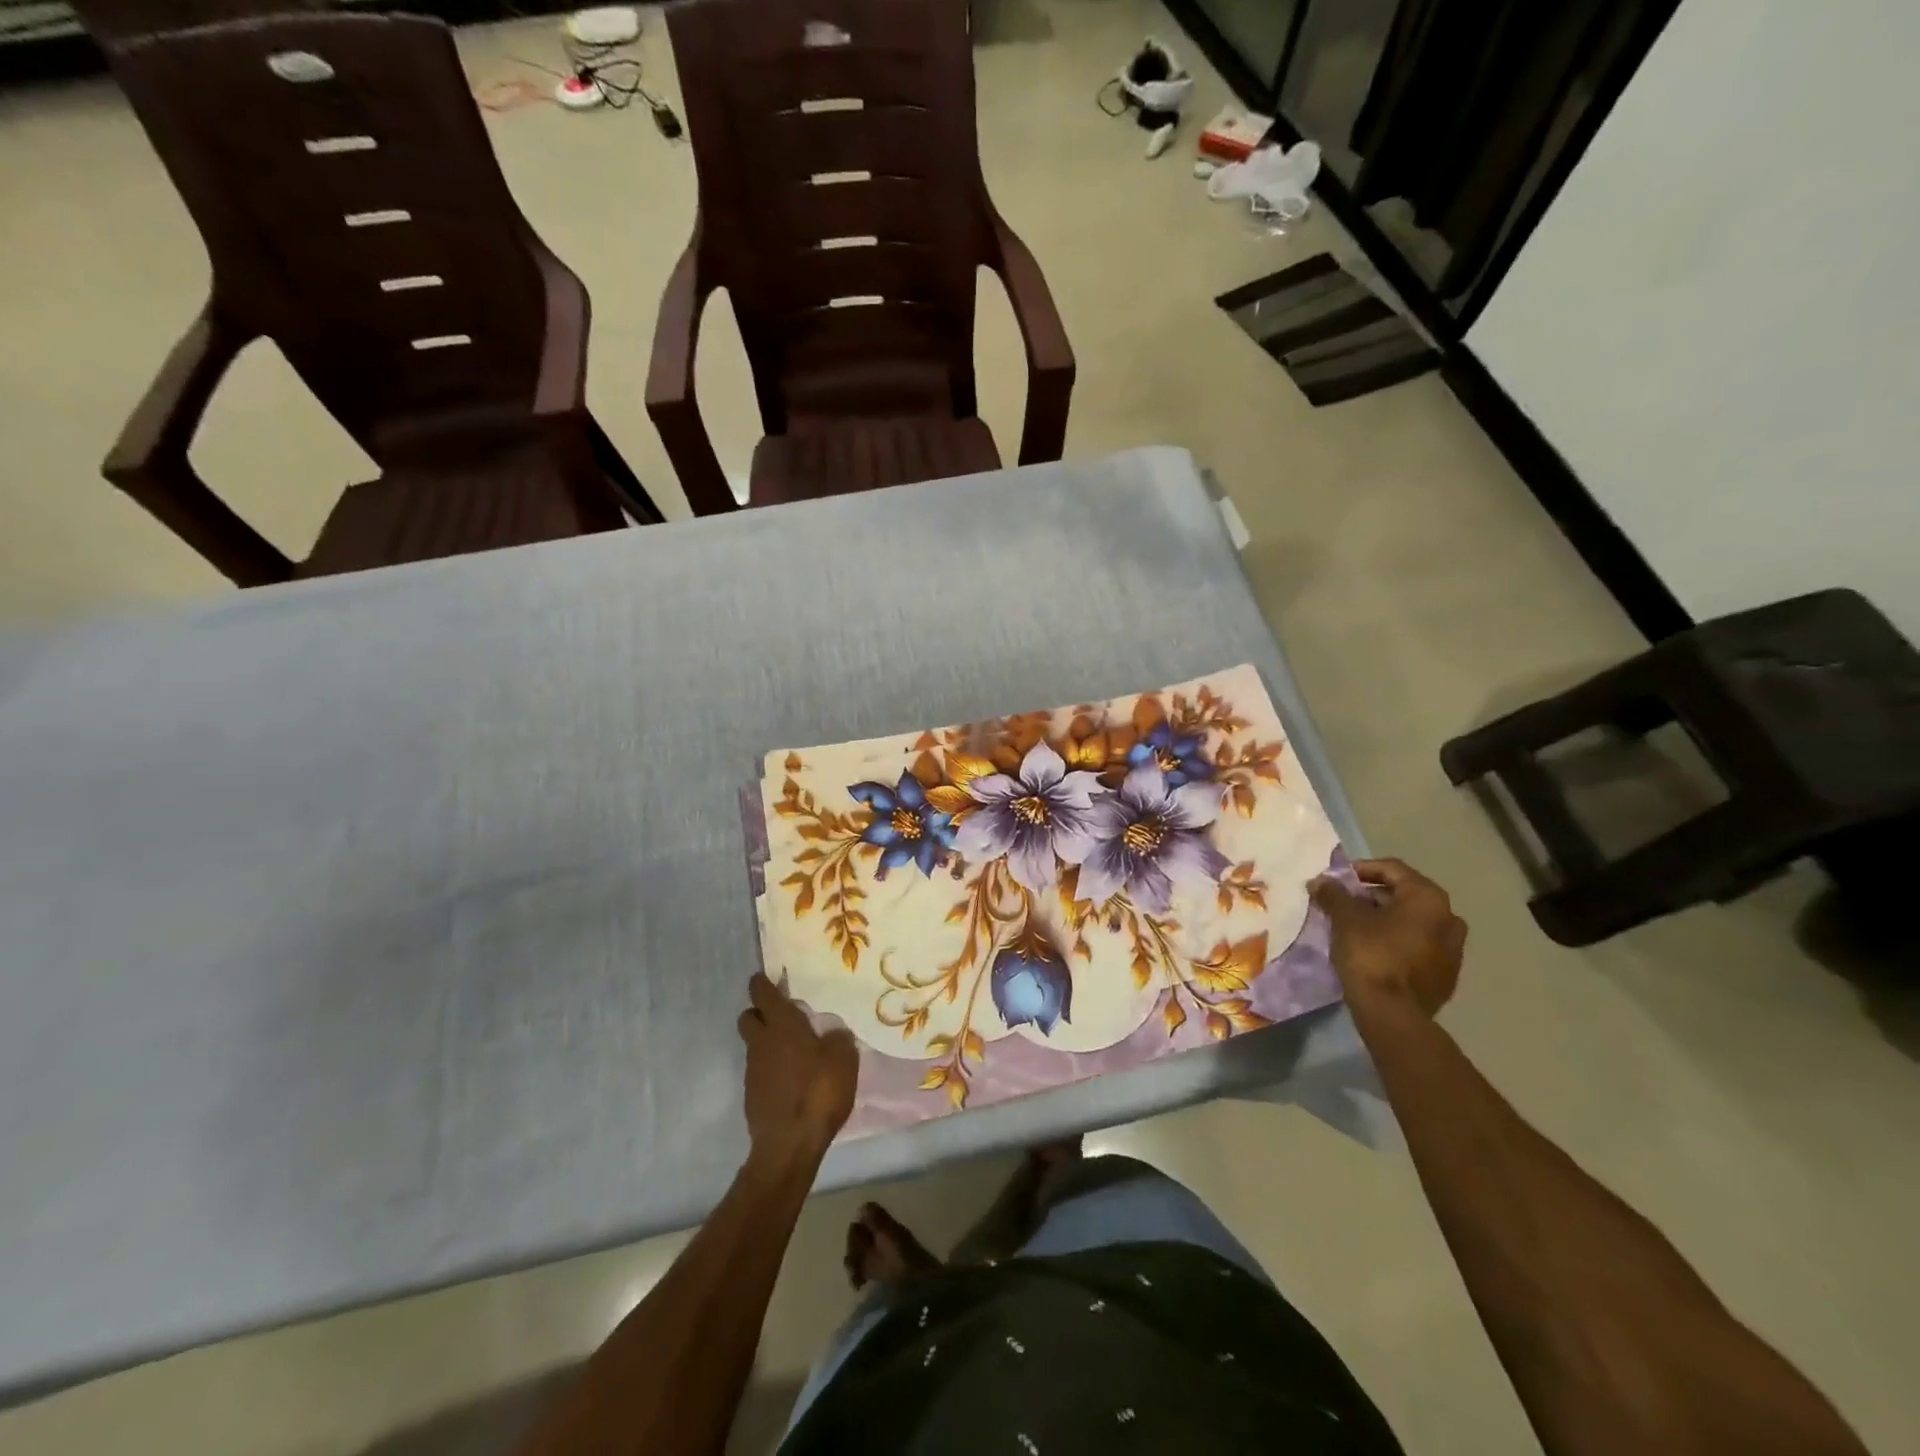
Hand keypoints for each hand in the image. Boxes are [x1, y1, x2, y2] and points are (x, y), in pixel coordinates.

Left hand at [737, 972, 857, 1165]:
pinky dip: (771, 1069)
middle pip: (748, 1017)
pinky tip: (791, 1080)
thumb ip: (838, 1039)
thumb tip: (833, 1034)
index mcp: (782, 1025)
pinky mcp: (752, 1096)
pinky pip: (759, 1071)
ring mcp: (752, 1070)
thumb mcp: (844, 1059)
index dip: (762, 983)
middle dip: (759, 1012)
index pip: (762, 994)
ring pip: (754, 1045)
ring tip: (794, 1052)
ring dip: (768, 1043)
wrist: (790, 1145)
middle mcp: (761, 1042)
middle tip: (782, 1016)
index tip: (766, 978)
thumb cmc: (819, 1092)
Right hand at [1310, 858, 1466, 1017]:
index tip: (1338, 880)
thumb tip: (1320, 881)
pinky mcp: (1447, 974)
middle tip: (1344, 903)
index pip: (1393, 869)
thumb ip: (1334, 894)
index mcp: (1428, 899)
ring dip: (1386, 919)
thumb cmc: (1371, 955)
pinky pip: (1419, 945)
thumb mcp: (1345, 919)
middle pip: (1405, 895)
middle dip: (1373, 896)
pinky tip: (1374, 950)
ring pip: (1414, 922)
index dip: (1361, 869)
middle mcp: (1449, 918)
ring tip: (1356, 927)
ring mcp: (1453, 949)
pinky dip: (1398, 940)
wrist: (1393, 1014)